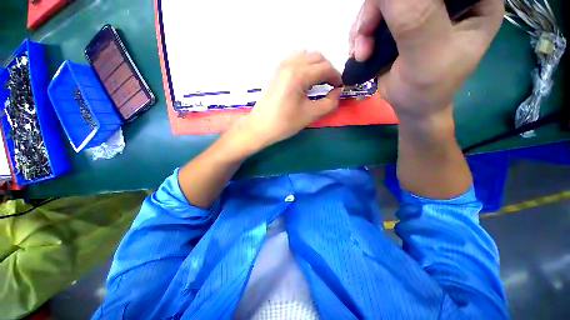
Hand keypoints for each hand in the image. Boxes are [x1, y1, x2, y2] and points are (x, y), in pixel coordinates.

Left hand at [235, 50, 342, 150]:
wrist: (260, 127)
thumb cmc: (285, 123)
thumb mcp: (310, 115)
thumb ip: (329, 102)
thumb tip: (338, 92)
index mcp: (298, 75)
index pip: (325, 67)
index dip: (336, 76)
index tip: (340, 88)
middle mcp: (290, 64)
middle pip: (317, 57)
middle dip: (328, 69)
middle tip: (330, 85)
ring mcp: (281, 66)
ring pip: (305, 54)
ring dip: (316, 64)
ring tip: (317, 80)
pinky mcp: (276, 71)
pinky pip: (294, 58)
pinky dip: (304, 63)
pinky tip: (304, 78)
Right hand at [349, 0, 503, 120]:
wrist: (410, 105)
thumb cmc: (427, 89)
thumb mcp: (426, 57)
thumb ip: (414, 20)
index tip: (392, 15)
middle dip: (378, 9)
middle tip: (365, 36)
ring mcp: (423, 7)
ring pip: (385, 0)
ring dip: (365, 25)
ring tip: (361, 53)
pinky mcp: (402, 19)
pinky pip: (376, 12)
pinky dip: (361, 32)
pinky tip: (360, 51)